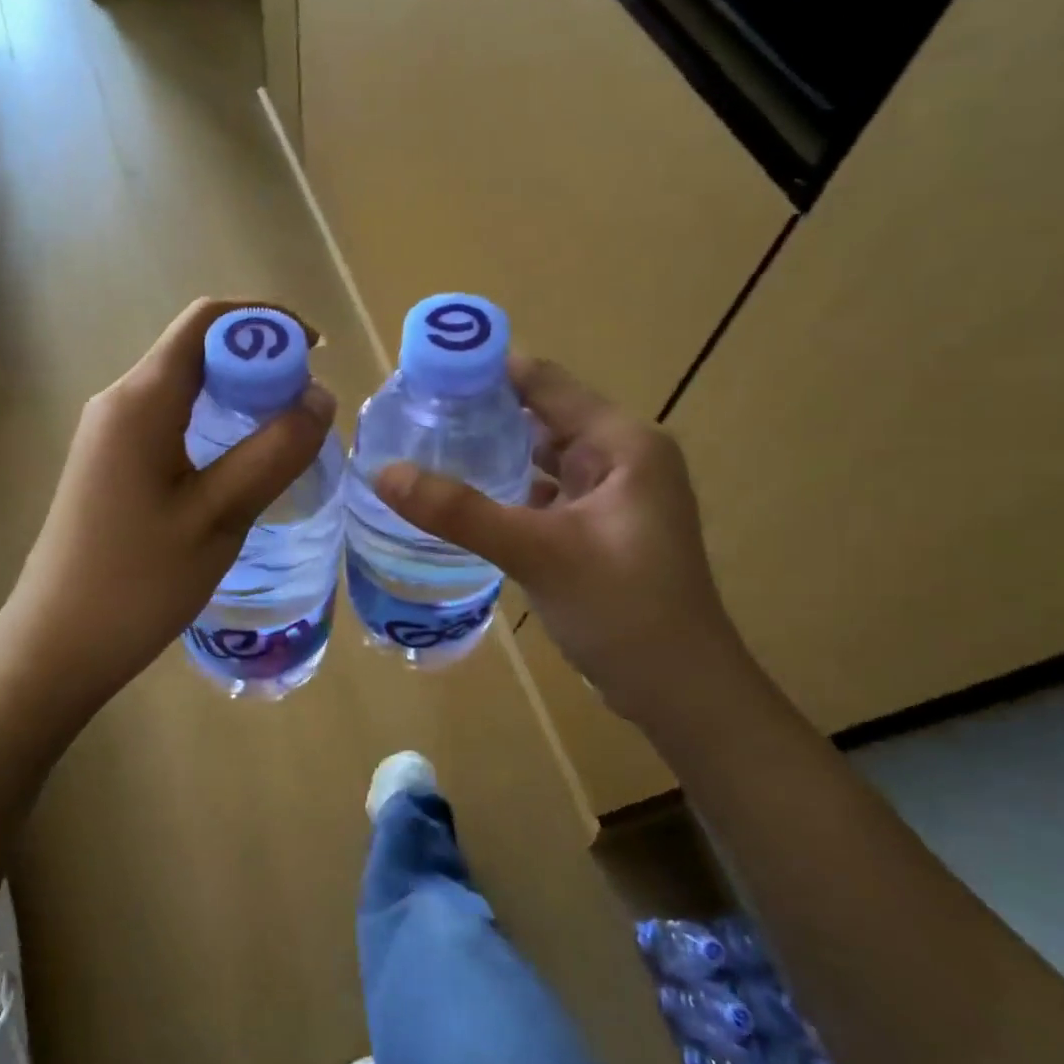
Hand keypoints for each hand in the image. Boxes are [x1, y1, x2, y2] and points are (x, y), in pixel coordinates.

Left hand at [0, 299, 336, 713]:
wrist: (58, 645)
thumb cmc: (138, 583)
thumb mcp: (219, 516)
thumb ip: (273, 452)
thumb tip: (320, 397)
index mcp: (141, 400)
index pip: (206, 321)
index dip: (265, 322)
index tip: (315, 353)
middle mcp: (120, 402)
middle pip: (196, 350)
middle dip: (258, 362)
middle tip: (308, 409)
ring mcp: (110, 435)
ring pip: (185, 388)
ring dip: (239, 397)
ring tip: (286, 436)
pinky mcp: (112, 465)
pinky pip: (172, 421)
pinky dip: (215, 425)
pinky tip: (242, 466)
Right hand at [373, 355, 746, 730]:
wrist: (680, 691)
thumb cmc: (623, 610)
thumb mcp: (538, 553)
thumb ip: (460, 512)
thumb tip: (383, 472)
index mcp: (622, 442)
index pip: (543, 382)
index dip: (484, 371)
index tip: (423, 374)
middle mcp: (621, 456)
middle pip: (540, 415)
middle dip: (480, 412)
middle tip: (411, 415)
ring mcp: (611, 494)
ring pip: (541, 456)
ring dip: (492, 451)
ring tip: (426, 446)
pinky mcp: (598, 528)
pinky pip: (544, 492)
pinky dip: (507, 488)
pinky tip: (463, 497)